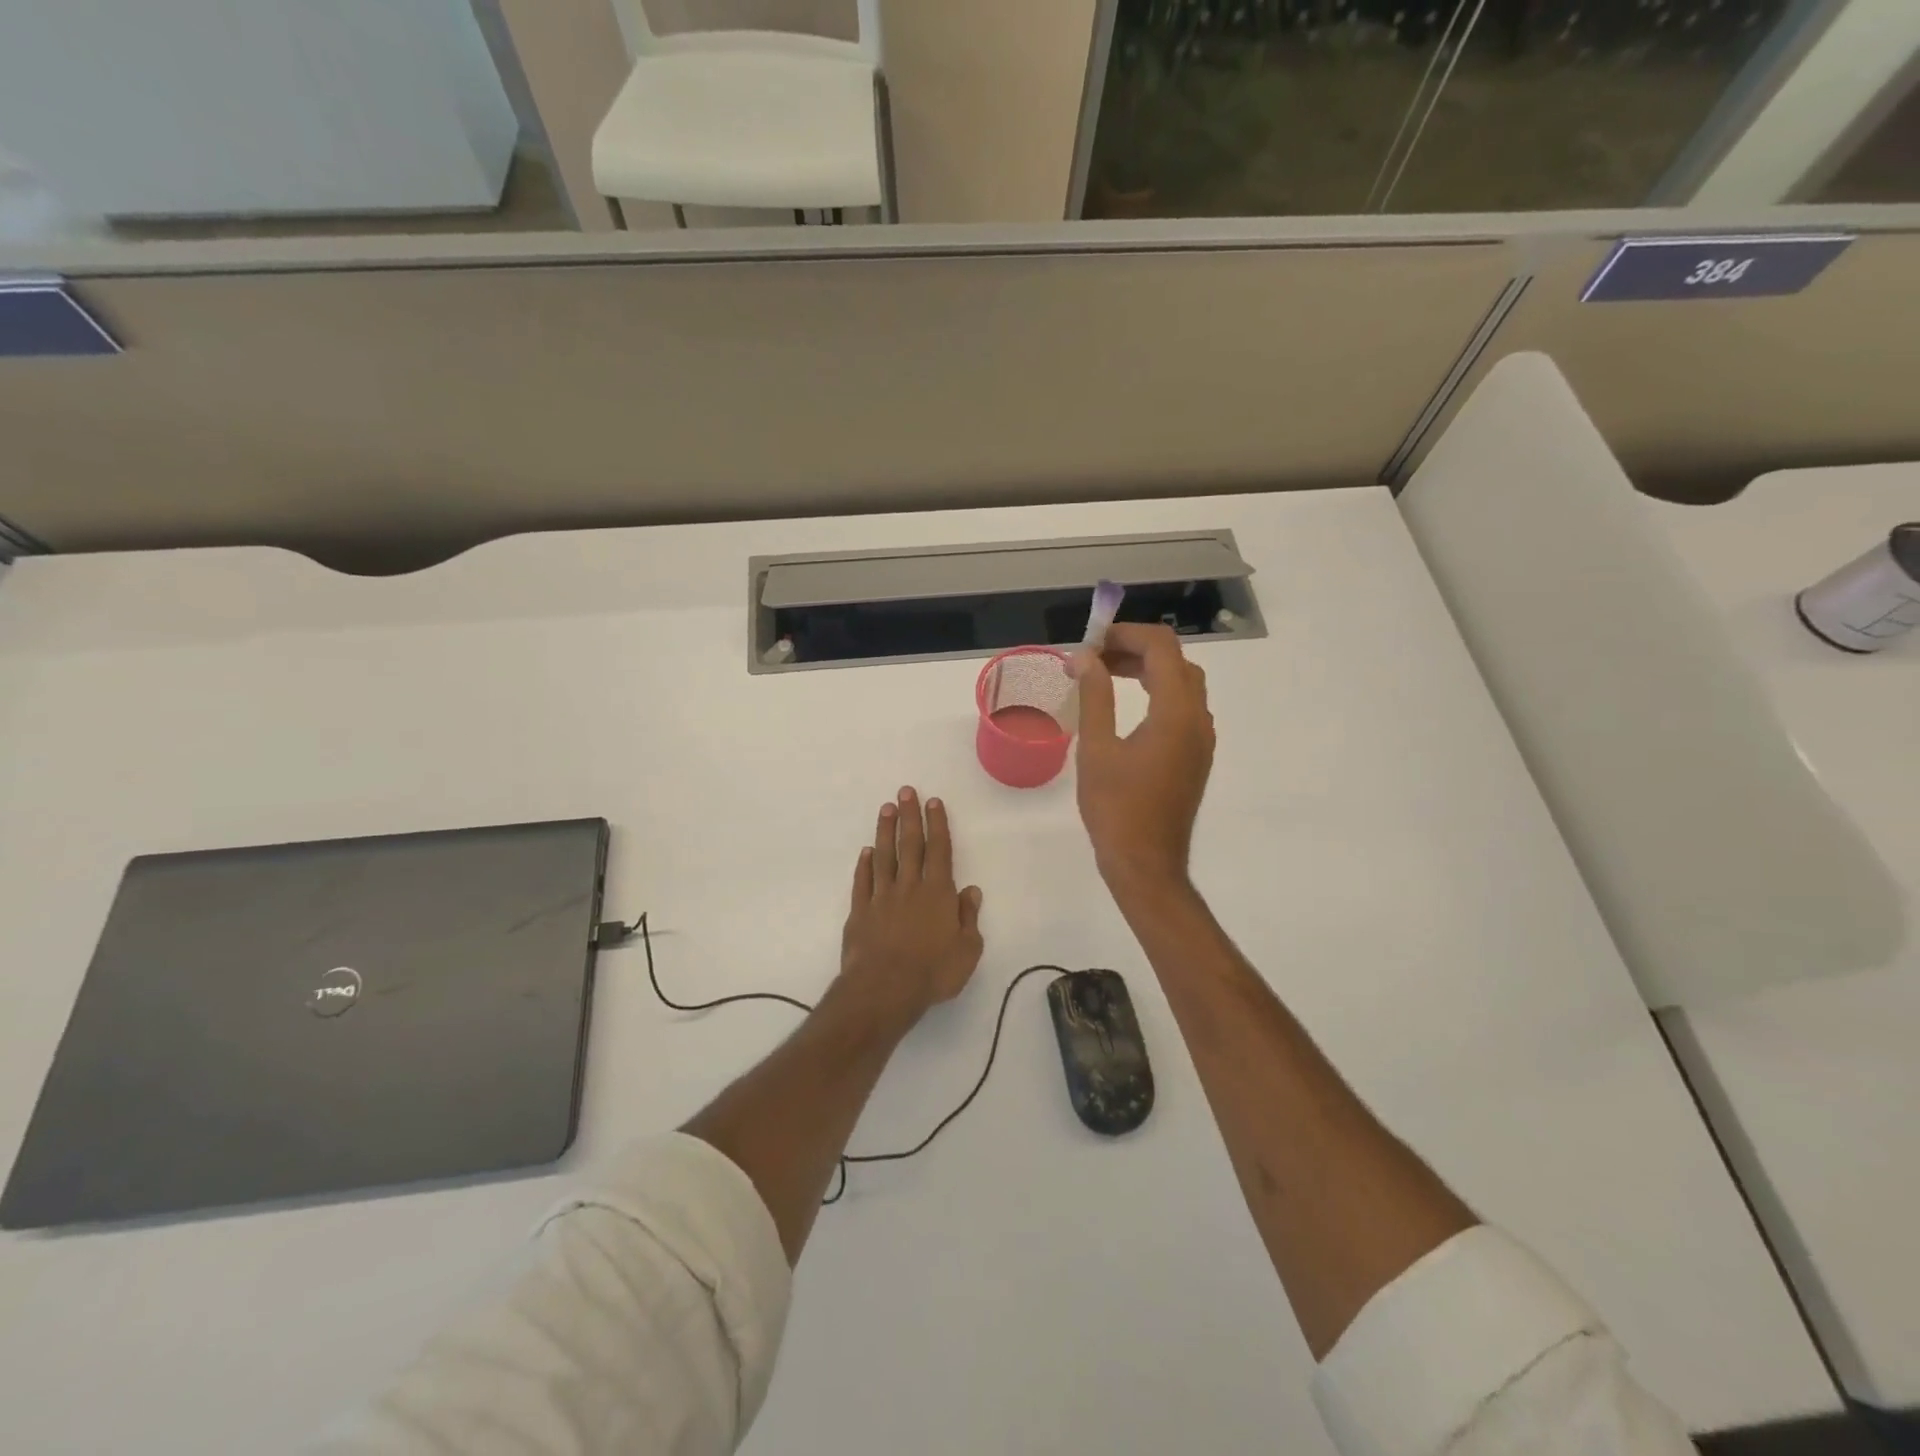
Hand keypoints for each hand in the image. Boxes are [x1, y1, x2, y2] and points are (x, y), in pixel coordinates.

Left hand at [839, 787, 985, 1031]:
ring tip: (886, 809)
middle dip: (910, 816)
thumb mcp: (967, 950)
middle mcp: (909, 887)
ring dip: (885, 831)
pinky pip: (863, 882)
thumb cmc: (933, 972)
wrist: (884, 989)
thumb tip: (971, 891)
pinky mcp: (860, 912)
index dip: (937, 825)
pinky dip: (865, 865)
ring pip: (884, 856)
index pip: (939, 851)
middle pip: (910, 845)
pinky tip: (867, 852)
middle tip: (905, 791)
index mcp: (938, 893)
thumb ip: (968, 918)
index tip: (933, 802)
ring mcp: (881, 897)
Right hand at [1073, 623, 1215, 894]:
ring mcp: (1201, 740)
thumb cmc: (1116, 808)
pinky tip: (1128, 706)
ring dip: (1149, 670)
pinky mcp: (1195, 756)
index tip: (1091, 642)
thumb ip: (1094, 696)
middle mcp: (1198, 720)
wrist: (1146, 863)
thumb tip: (1084, 657)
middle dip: (1136, 649)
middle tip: (1095, 657)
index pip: (1162, 648)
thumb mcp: (1096, 748)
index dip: (1126, 634)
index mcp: (1176, 713)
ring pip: (1183, 684)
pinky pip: (1183, 708)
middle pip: (1176, 662)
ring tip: (1106, 674)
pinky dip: (1158, 693)